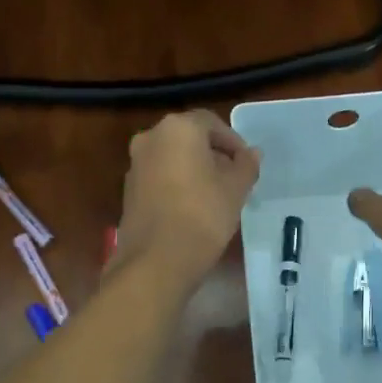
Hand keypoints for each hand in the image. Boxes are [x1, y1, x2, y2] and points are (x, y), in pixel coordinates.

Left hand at [115, 111, 260, 291]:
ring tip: (216, 194)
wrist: (156, 261)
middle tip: (234, 177)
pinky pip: (159, 176)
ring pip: (172, 157)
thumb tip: (252, 153)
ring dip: (195, 168)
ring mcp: (135, 164)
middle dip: (213, 154)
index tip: (247, 164)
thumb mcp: (236, 189)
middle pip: (189, 138)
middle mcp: (151, 137)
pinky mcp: (128, 189)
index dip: (233, 141)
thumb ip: (246, 165)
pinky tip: (193, 207)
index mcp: (178, 129)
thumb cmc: (203, 216)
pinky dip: (177, 182)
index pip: (211, 122)